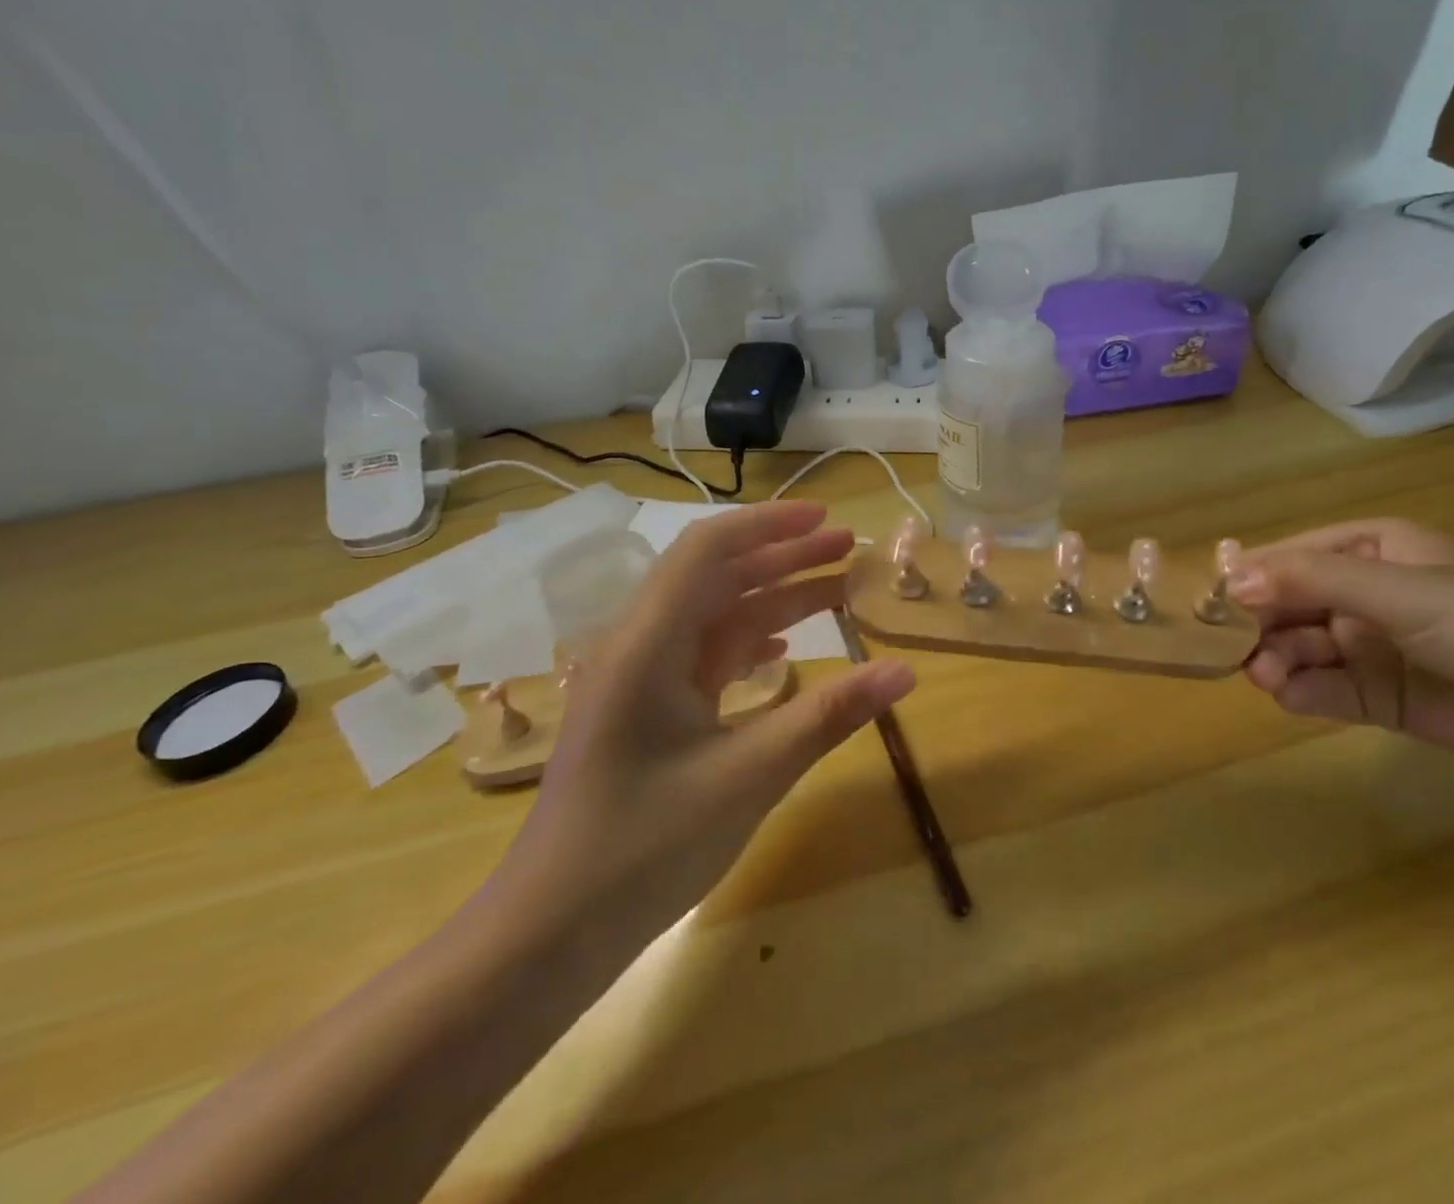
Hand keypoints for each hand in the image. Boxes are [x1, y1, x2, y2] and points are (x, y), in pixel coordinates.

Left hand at [498, 502, 914, 940]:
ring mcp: (640, 680)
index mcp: (648, 642)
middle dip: (783, 556)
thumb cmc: (645, 848)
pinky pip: (705, 656)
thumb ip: (828, 716)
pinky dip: (750, 642)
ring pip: (714, 616)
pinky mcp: (647, 711)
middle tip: (850, 548)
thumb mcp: (749, 776)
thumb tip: (904, 672)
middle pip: (716, 575)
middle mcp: (639, 645)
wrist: (549, 934)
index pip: (708, 550)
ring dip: (772, 599)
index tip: (829, 519)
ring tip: (836, 589)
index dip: (770, 525)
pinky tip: (787, 650)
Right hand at [1234, 519, 1453, 778]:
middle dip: (1260, 625)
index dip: (1250, 575)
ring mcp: (1375, 648)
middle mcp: (1368, 595)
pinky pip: (1328, 689)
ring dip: (1276, 660)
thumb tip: (1229, 580)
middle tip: (1233, 648)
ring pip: (1302, 648)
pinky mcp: (1385, 698)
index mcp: (1374, 551)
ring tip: (1265, 677)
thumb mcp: (1402, 591)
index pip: (1292, 556)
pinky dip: (1303, 692)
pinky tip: (1291, 697)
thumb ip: (1312, 582)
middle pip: (1290, 604)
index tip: (1209, 600)